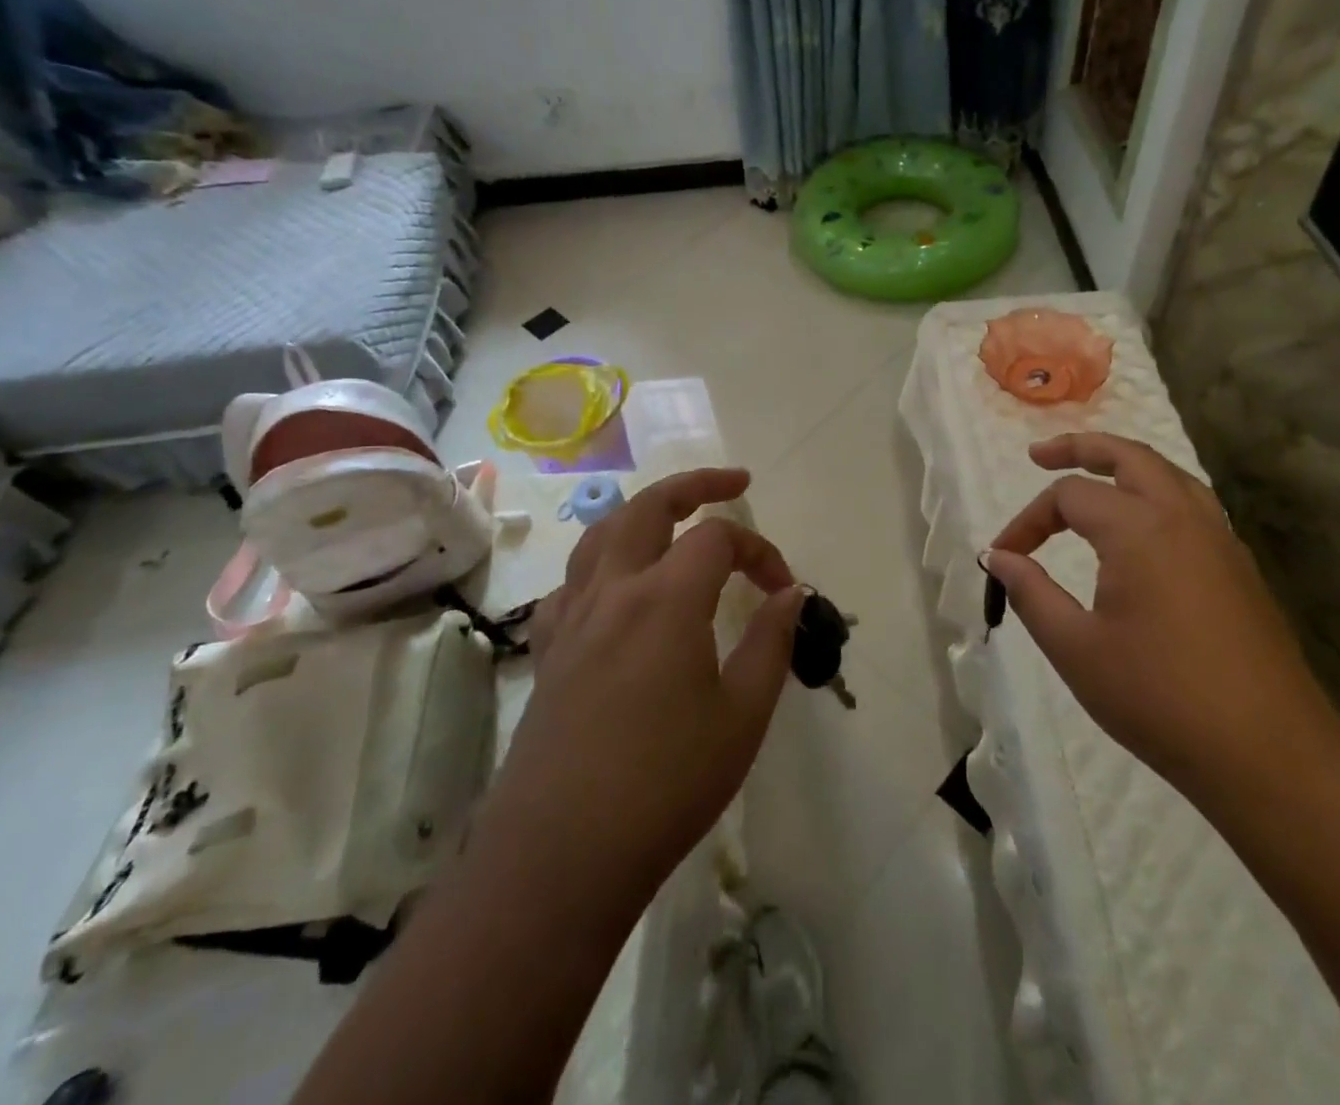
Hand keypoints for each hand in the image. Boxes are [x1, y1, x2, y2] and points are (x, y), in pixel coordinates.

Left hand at [492, 468, 802, 907]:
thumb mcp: (742, 715)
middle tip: (733, 483)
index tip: (783, 588)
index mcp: (665, 597)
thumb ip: (770, 642)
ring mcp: (572, 617)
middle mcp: (613, 589)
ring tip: (672, 518)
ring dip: (642, 512)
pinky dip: (602, 564)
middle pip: (649, 506)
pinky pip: (573, 582)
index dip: (759, 550)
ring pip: (602, 533)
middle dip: (695, 484)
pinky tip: (616, 589)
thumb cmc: (666, 784)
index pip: (717, 537)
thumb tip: (790, 592)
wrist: (560, 855)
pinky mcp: (548, 650)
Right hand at [987, 433, 1339, 806]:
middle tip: (1040, 455)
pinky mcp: (1240, 569)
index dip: (1028, 520)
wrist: (1270, 756)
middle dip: (1080, 448)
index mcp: (1140, 529)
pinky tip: (1140, 528)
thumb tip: (999, 557)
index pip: (1069, 497)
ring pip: (1169, 475)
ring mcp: (1220, 541)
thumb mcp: (1076, 648)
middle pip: (1129, 456)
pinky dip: (1155, 493)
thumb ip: (1031, 593)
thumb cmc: (1159, 698)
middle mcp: (1183, 518)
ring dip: (1124, 465)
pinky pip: (1192, 505)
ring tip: (1091, 476)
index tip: (1004, 556)